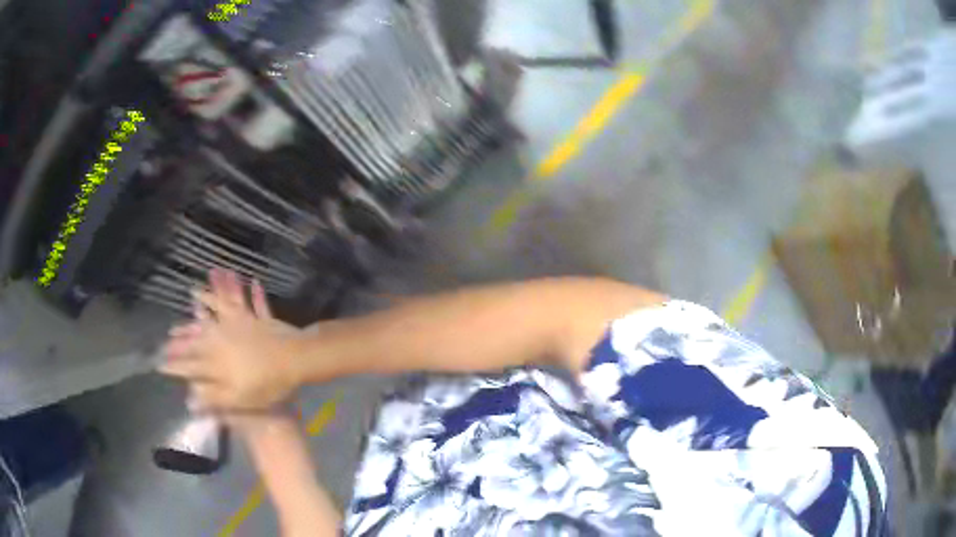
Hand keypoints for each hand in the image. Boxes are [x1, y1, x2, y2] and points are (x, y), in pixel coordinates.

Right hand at [160, 268, 303, 412]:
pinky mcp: (257, 318)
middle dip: (182, 335)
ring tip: (193, 291)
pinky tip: (250, 279)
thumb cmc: (267, 384)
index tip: (160, 364)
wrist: (294, 360)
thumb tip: (189, 400)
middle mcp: (223, 338)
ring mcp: (240, 324)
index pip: (190, 363)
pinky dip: (250, 291)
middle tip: (169, 333)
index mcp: (217, 360)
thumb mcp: (239, 399)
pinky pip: (253, 302)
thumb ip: (213, 398)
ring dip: (206, 299)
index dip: (175, 365)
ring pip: (218, 310)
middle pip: (198, 336)